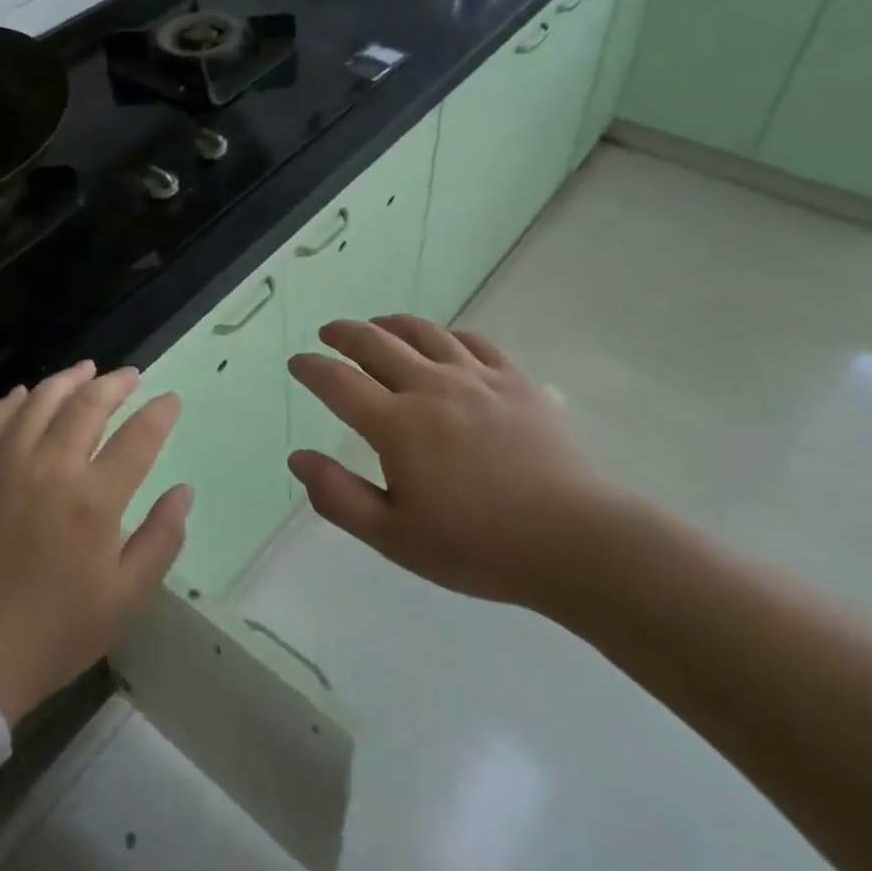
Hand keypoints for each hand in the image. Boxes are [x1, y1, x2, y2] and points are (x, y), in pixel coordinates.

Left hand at [0, 363, 190, 725]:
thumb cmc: (54, 632)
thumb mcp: (125, 599)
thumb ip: (161, 539)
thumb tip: (184, 491)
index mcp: (94, 499)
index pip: (138, 437)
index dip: (160, 413)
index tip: (171, 400)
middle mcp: (51, 467)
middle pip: (88, 405)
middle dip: (115, 384)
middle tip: (131, 375)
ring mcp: (5, 465)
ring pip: (40, 401)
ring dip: (67, 380)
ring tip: (86, 370)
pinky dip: (12, 401)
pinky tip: (24, 394)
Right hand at [287, 317, 625, 615]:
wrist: (574, 541)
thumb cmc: (477, 546)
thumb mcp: (394, 537)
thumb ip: (339, 496)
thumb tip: (298, 458)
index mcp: (396, 424)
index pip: (338, 382)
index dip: (311, 368)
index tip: (297, 362)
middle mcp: (430, 387)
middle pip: (376, 343)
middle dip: (344, 333)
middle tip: (329, 333)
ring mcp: (476, 378)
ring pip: (424, 333)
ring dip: (391, 324)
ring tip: (378, 325)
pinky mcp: (515, 381)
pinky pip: (473, 342)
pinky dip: (447, 335)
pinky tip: (443, 342)